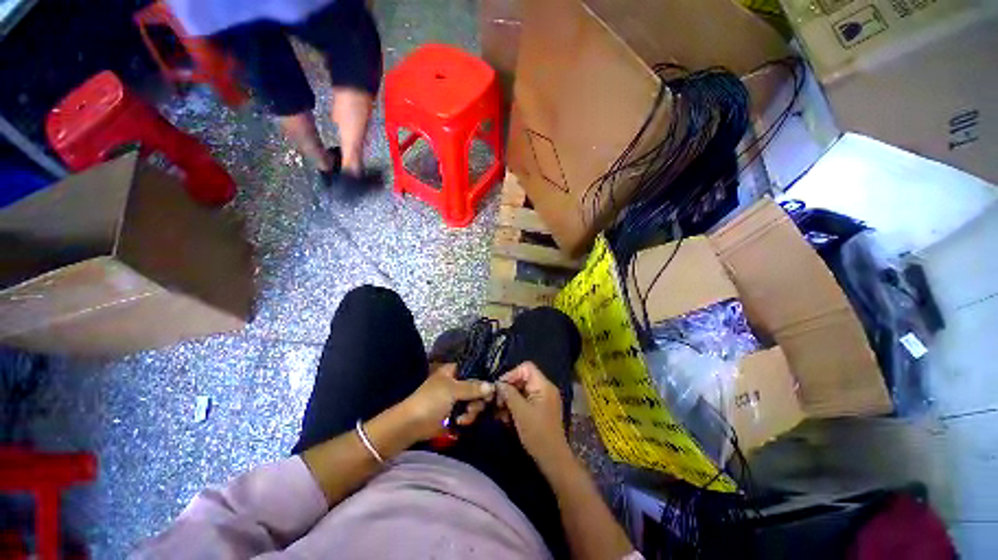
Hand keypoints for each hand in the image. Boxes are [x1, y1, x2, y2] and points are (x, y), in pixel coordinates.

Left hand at [400, 364, 493, 440]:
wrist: (411, 425)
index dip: (484, 378)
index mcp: (454, 371)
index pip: (475, 370)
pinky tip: (460, 423)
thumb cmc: (430, 400)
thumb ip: (473, 387)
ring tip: (463, 418)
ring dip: (472, 412)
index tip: (492, 388)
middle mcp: (457, 383)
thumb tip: (492, 386)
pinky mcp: (454, 414)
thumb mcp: (452, 390)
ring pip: (474, 402)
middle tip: (472, 407)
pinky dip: (467, 419)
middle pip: (478, 388)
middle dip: (477, 400)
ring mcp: (456, 399)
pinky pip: (468, 414)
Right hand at [496, 362, 571, 469]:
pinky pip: (526, 400)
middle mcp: (545, 388)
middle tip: (498, 402)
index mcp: (544, 385)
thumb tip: (498, 384)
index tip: (500, 387)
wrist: (553, 459)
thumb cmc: (537, 434)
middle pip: (523, 378)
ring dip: (510, 399)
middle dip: (509, 388)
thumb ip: (509, 394)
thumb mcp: (520, 412)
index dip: (511, 374)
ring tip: (500, 412)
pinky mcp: (540, 409)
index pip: (526, 367)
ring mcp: (543, 399)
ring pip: (522, 390)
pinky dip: (515, 406)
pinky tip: (507, 417)